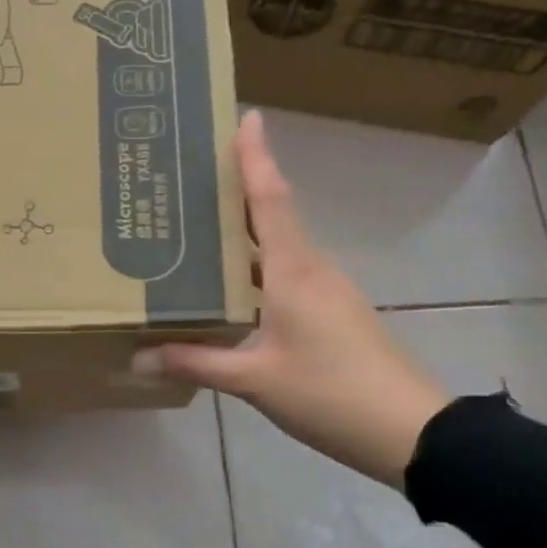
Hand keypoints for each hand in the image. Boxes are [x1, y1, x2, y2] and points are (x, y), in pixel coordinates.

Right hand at [133, 110, 450, 489]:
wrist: (409, 431)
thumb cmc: (330, 392)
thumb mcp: (255, 380)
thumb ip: (196, 363)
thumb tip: (137, 358)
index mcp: (294, 272)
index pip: (271, 201)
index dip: (256, 158)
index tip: (246, 117)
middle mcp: (311, 271)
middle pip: (272, 218)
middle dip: (238, 192)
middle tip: (192, 178)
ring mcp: (325, 293)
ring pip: (277, 251)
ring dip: (243, 235)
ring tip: (196, 230)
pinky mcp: (330, 316)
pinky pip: (284, 278)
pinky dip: (254, 271)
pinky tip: (227, 290)